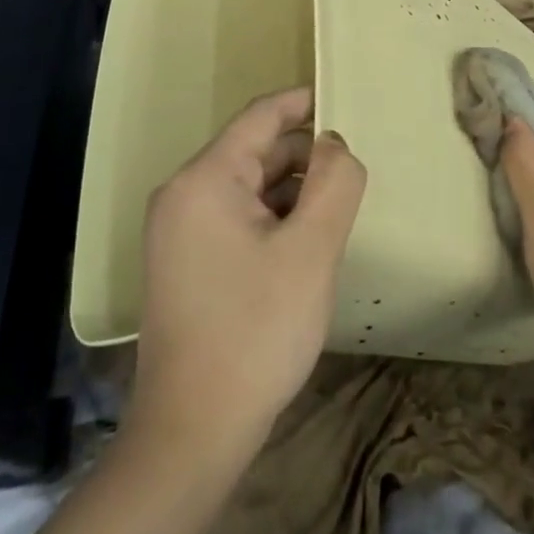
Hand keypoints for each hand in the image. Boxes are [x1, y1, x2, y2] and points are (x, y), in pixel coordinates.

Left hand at [129, 87, 366, 469]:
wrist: (192, 434)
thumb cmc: (256, 331)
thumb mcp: (311, 250)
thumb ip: (334, 183)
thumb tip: (335, 144)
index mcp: (204, 179)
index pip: (261, 117)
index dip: (304, 103)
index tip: (345, 98)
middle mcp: (183, 195)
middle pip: (254, 151)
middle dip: (305, 155)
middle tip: (354, 171)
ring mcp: (179, 232)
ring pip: (248, 187)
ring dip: (293, 190)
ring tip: (337, 208)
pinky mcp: (186, 263)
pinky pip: (237, 218)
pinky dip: (273, 218)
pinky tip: (305, 242)